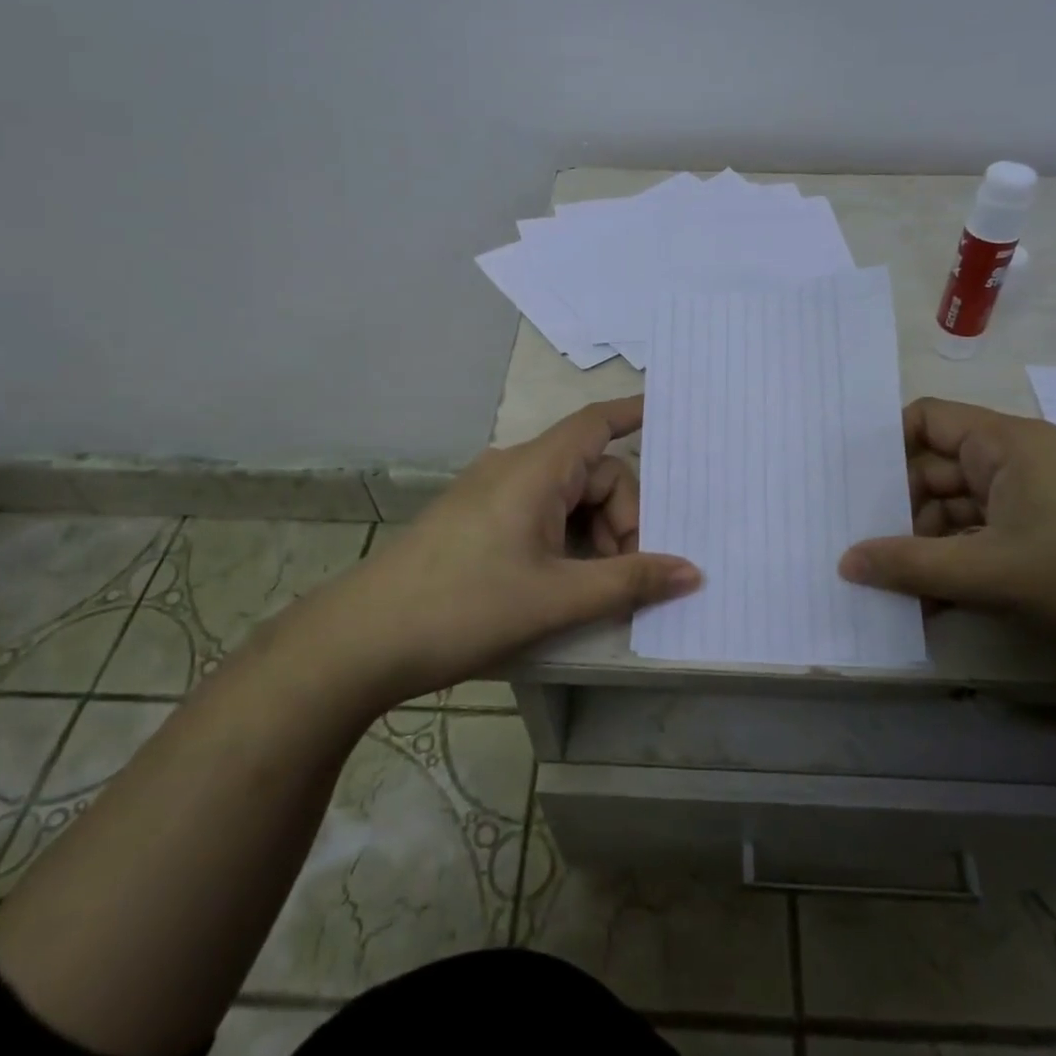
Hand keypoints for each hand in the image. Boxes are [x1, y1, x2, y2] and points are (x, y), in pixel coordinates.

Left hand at [315, 397, 700, 702]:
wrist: (362, 640)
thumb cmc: (466, 608)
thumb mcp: (558, 597)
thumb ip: (630, 581)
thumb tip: (693, 571)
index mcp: (536, 470)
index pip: (596, 424)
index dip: (633, 415)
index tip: (668, 415)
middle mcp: (514, 469)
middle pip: (590, 472)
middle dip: (622, 516)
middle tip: (631, 571)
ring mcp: (491, 494)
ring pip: (565, 498)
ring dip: (594, 534)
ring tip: (598, 587)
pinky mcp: (476, 520)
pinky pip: (538, 514)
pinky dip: (566, 540)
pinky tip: (566, 582)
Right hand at [839, 398, 1055, 692]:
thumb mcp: (993, 573)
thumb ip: (910, 565)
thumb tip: (844, 561)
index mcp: (1008, 444)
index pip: (928, 420)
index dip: (885, 446)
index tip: (846, 486)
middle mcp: (1018, 464)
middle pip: (936, 471)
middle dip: (897, 509)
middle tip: (850, 547)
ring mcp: (1034, 505)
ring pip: (957, 513)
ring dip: (924, 547)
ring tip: (884, 586)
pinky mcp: (1047, 542)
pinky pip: (981, 542)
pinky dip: (954, 567)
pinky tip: (926, 603)